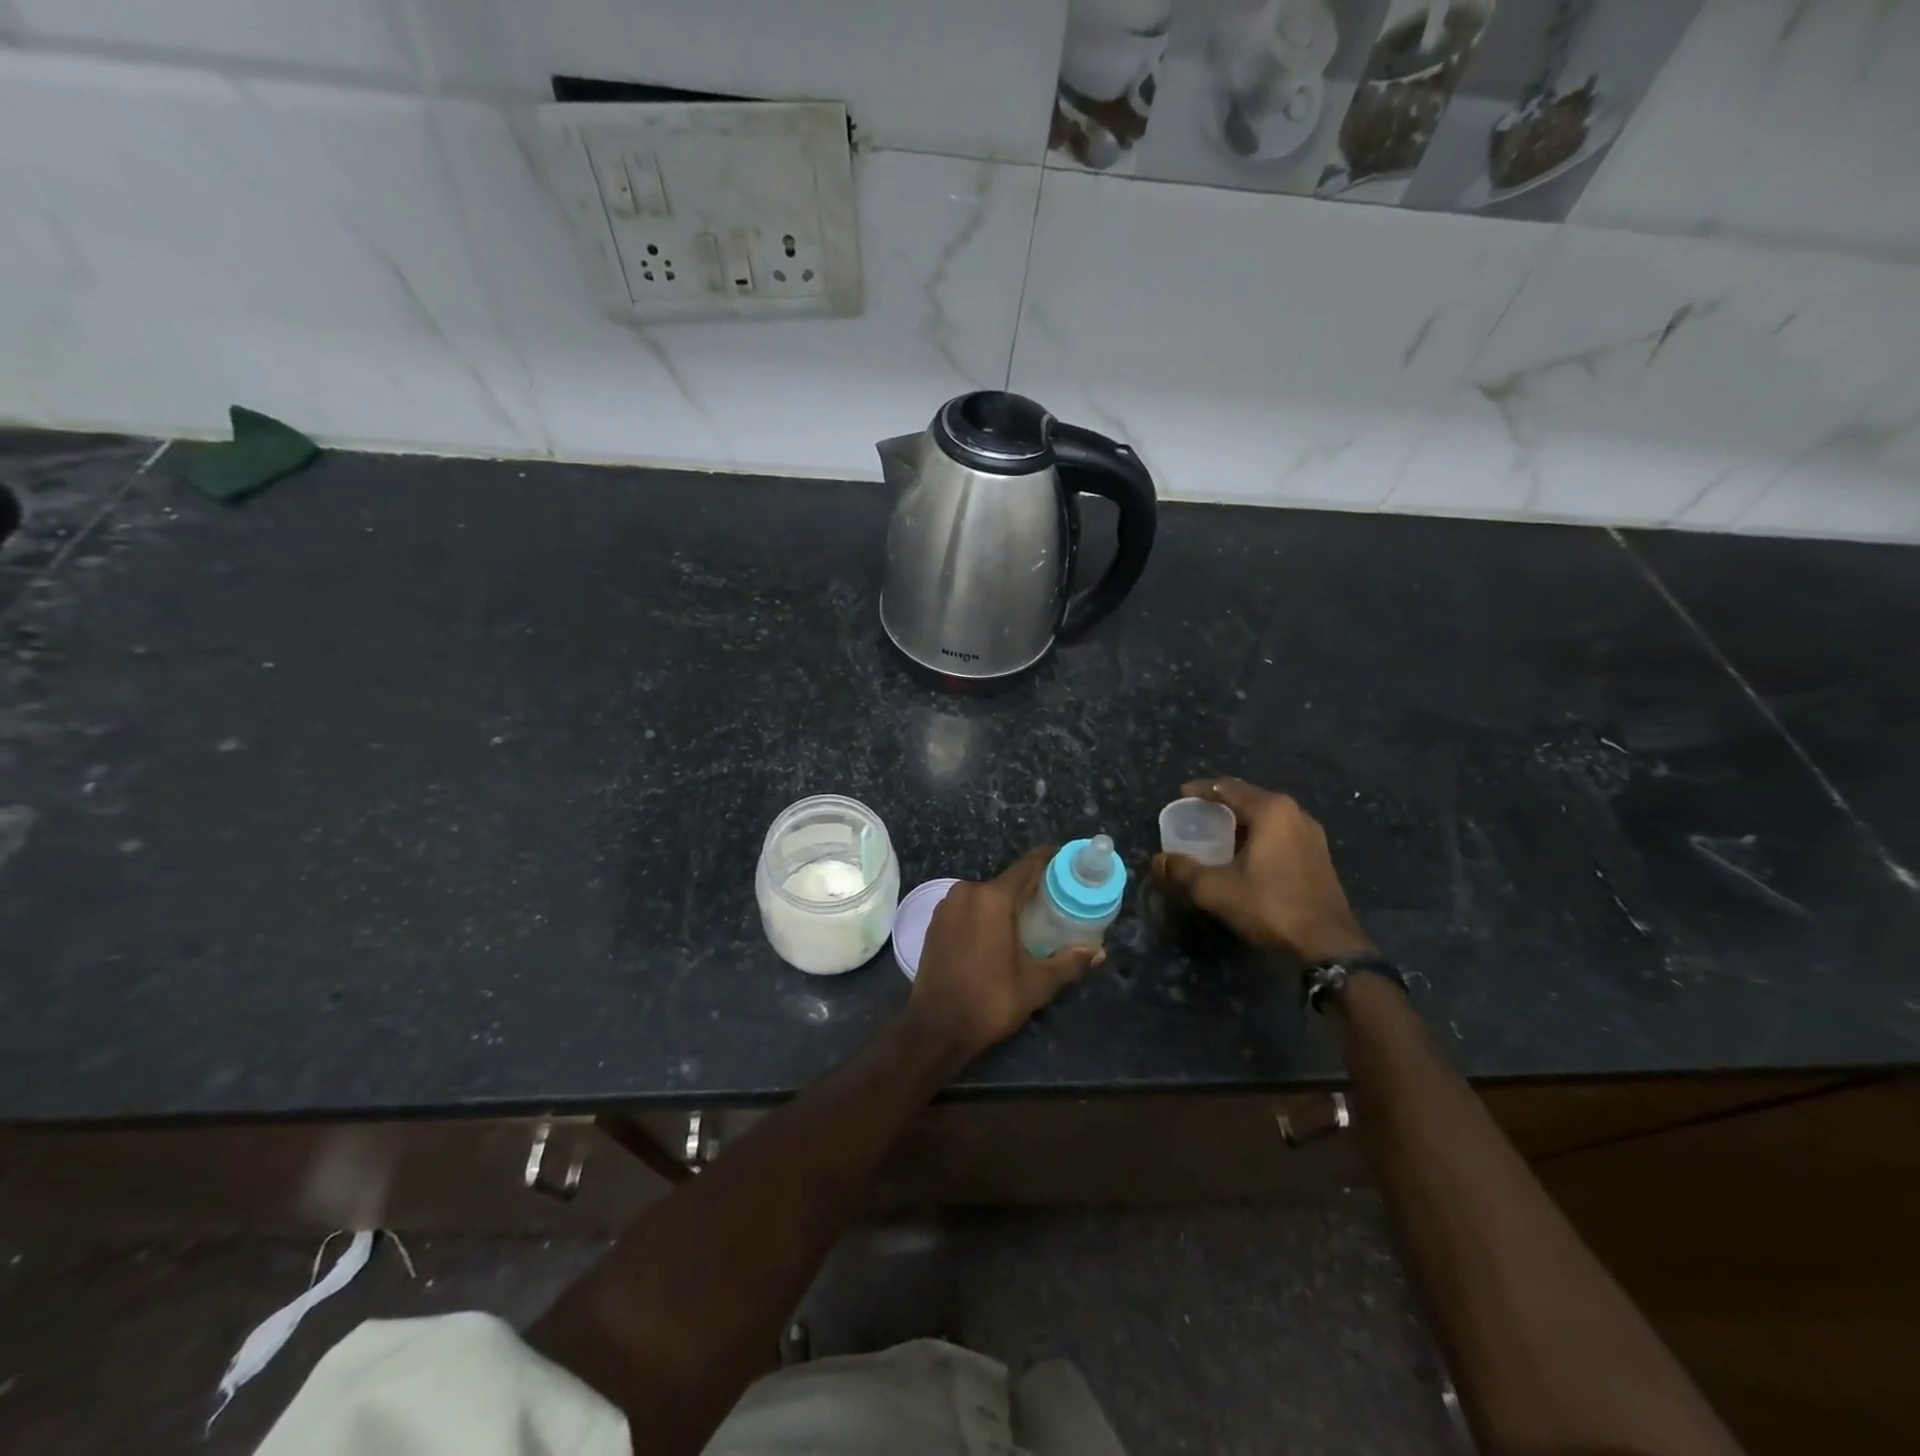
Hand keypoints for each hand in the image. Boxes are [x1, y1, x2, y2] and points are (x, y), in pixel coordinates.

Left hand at [907, 846, 1103, 1061]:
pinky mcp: (935, 921)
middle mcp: (967, 891)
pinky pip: (969, 907)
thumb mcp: (1036, 984)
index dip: (1051, 859)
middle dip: (1032, 889)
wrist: (935, 1027)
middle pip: (1008, 881)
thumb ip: (1069, 962)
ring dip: (1007, 903)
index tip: (1070, 861)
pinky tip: (998, 934)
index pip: (1028, 865)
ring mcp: (947, 905)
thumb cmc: (990, 1001)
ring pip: (987, 895)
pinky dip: (986, 914)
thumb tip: (1098, 952)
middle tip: (1057, 903)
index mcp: (993, 898)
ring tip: (1030, 922)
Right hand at [1152, 777, 1373, 962]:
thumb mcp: (1216, 889)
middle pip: (1249, 798)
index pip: (1228, 787)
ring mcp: (1311, 834)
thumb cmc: (1269, 905)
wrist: (1327, 944)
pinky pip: (1281, 833)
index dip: (1201, 790)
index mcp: (1271, 810)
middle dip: (1221, 804)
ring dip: (1241, 821)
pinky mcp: (1319, 856)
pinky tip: (1245, 854)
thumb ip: (1183, 870)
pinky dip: (1258, 836)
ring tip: (1217, 834)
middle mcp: (1295, 813)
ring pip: (1267, 817)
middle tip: (1195, 815)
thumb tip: (1158, 860)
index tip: (1180, 795)